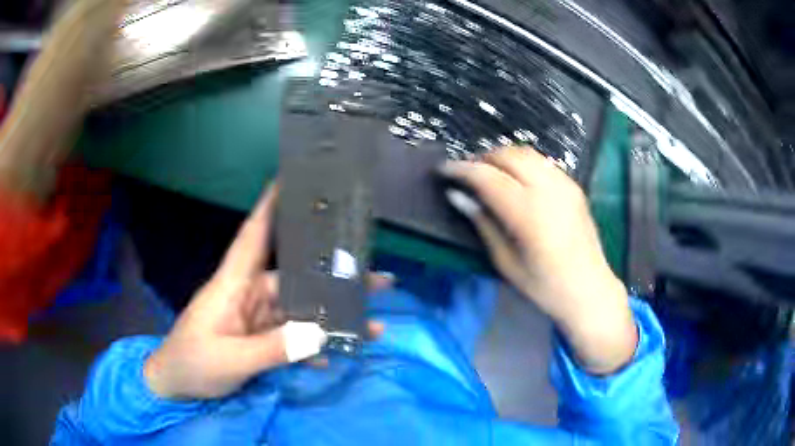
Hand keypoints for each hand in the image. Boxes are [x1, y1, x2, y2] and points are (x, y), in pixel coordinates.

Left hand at [144, 184, 387, 399]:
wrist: (175, 385)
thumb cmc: (192, 363)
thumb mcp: (230, 360)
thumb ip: (273, 349)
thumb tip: (320, 336)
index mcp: (233, 285)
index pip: (253, 236)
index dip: (271, 206)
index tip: (294, 180)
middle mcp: (250, 295)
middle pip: (296, 279)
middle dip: (335, 278)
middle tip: (379, 278)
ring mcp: (257, 319)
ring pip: (302, 311)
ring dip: (334, 318)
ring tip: (373, 324)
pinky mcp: (261, 340)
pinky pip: (294, 338)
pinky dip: (314, 346)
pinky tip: (337, 354)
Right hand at [441, 148, 636, 373]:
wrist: (589, 290)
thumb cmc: (544, 286)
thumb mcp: (505, 262)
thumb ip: (482, 223)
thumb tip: (457, 195)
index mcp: (528, 213)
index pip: (487, 176)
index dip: (461, 169)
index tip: (444, 169)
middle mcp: (548, 189)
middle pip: (507, 155)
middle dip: (482, 159)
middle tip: (467, 175)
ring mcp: (565, 184)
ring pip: (526, 153)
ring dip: (502, 158)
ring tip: (489, 175)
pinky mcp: (574, 186)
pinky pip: (542, 163)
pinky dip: (522, 163)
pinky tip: (516, 181)